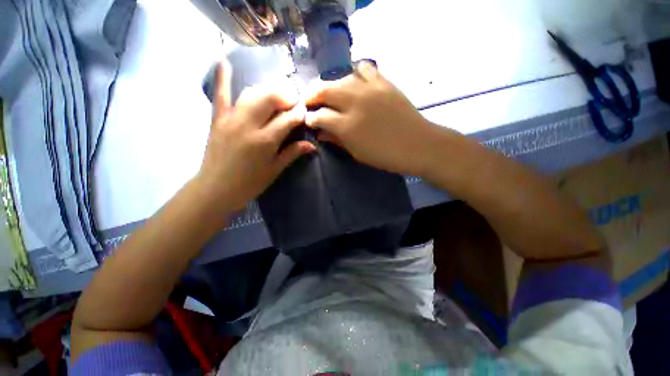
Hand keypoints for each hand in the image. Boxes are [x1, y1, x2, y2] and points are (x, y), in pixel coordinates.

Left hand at [196, 62, 315, 211]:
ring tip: (276, 95)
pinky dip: (222, 78)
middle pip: (270, 98)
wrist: (216, 189)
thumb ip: (292, 153)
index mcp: (265, 141)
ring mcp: (230, 119)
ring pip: (251, 93)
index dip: (299, 113)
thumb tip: (312, 145)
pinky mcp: (217, 119)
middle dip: (285, 96)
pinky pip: (220, 95)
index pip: (287, 119)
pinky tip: (224, 61)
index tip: (305, 112)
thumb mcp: (275, 170)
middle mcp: (248, 125)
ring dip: (267, 90)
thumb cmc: (250, 183)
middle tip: (293, 102)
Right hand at [304, 61, 437, 175]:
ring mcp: (370, 89)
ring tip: (330, 93)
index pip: (319, 116)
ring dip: (331, 85)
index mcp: (347, 126)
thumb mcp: (357, 153)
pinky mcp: (383, 82)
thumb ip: (337, 140)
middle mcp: (355, 103)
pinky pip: (364, 69)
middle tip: (309, 101)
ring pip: (341, 78)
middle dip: (312, 95)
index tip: (308, 120)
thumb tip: (321, 132)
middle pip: (324, 90)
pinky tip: (354, 83)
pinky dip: (355, 73)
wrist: (417, 145)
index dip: (310, 118)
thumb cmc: (385, 156)